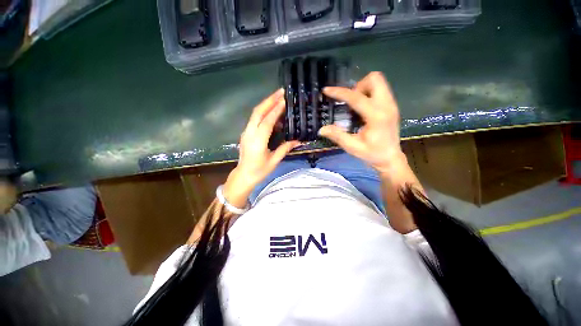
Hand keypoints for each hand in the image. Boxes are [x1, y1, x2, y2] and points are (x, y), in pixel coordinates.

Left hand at [223, 89, 300, 207]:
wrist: (243, 175)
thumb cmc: (259, 171)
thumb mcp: (274, 161)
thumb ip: (285, 148)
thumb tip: (298, 140)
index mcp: (258, 142)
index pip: (267, 122)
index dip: (275, 110)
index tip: (284, 100)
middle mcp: (249, 134)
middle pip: (258, 112)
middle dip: (269, 100)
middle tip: (281, 92)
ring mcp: (246, 132)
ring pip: (254, 114)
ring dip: (266, 104)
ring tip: (277, 97)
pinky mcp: (246, 133)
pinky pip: (254, 119)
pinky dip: (263, 112)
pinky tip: (271, 110)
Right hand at [319, 72, 405, 174]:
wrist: (390, 159)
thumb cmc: (372, 154)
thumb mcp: (352, 147)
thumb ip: (337, 136)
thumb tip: (321, 129)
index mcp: (377, 117)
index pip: (356, 98)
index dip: (340, 93)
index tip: (327, 90)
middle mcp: (387, 106)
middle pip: (374, 79)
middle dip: (357, 86)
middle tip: (349, 102)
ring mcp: (392, 104)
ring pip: (379, 81)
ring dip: (363, 88)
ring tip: (355, 105)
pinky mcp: (392, 106)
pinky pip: (380, 89)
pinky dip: (368, 93)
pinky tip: (362, 108)